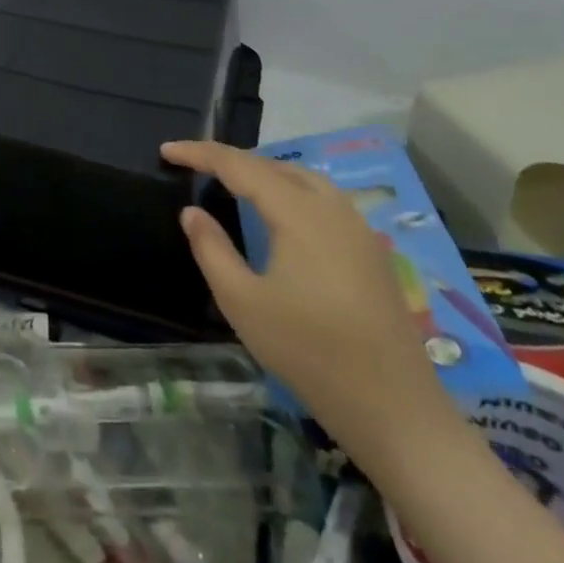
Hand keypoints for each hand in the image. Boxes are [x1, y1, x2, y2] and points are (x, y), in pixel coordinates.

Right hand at [161, 139, 462, 463]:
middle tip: (194, 165)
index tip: (167, 150)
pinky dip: (289, 190)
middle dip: (231, 159)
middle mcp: (331, 208)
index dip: (200, 153)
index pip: (239, 165)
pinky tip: (279, 213)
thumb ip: (211, 249)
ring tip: (232, 181)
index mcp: (298, 213)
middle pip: (273, 165)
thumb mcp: (242, 303)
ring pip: (302, 178)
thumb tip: (192, 212)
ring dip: (262, 172)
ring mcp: (357, 228)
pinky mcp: (371, 251)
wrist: (396, 411)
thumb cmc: (310, 353)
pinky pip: (322, 199)